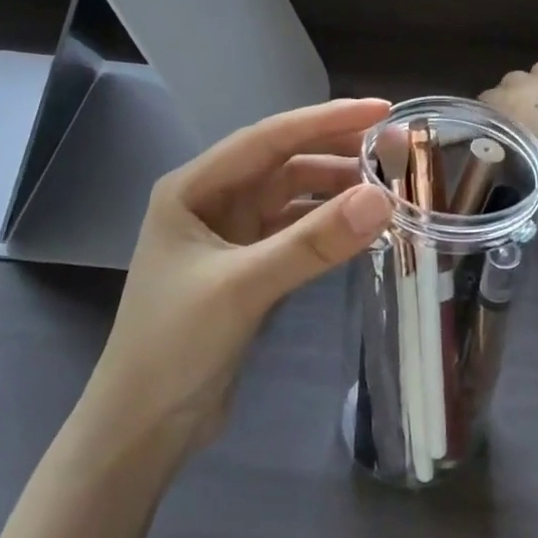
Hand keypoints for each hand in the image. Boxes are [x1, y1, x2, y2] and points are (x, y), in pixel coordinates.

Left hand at [87, 99, 394, 461]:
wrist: (143, 427)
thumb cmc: (175, 346)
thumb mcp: (243, 287)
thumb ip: (312, 243)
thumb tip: (382, 199)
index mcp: (193, 188)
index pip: (268, 138)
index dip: (325, 120)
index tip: (381, 110)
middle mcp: (210, 201)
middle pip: (283, 163)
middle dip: (336, 153)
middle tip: (395, 150)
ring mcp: (228, 235)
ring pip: (292, 197)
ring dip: (335, 192)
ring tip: (388, 191)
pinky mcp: (245, 267)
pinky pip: (294, 232)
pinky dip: (326, 227)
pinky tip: (360, 229)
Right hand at [482, 61, 537, 215]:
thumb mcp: (526, 163)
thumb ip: (512, 141)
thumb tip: (510, 138)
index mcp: (513, 104)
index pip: (487, 98)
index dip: (489, 114)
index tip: (494, 130)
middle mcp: (536, 84)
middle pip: (513, 79)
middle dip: (513, 95)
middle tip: (521, 120)